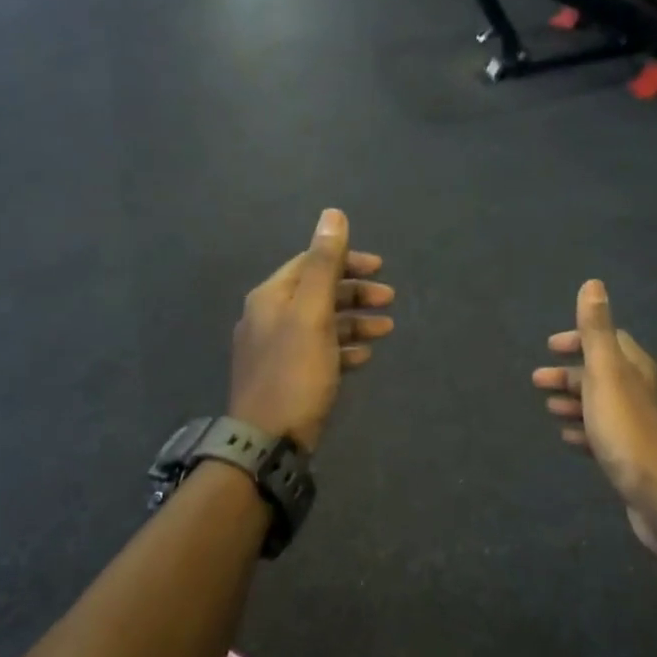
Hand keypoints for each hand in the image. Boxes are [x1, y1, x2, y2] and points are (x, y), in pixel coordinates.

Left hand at [230, 210, 393, 451]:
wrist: (267, 441)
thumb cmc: (294, 372)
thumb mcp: (312, 313)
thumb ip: (323, 264)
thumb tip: (332, 214)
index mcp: (271, 297)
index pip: (310, 264)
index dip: (346, 261)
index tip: (380, 268)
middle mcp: (268, 318)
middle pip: (317, 293)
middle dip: (354, 292)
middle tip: (389, 299)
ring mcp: (276, 350)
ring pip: (321, 324)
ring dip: (354, 321)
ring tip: (386, 328)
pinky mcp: (287, 378)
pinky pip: (319, 353)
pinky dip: (343, 348)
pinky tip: (364, 357)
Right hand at [533, 281, 656, 556]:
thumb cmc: (627, 428)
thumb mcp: (606, 373)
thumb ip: (596, 331)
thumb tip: (593, 284)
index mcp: (637, 369)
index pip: (609, 341)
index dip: (579, 340)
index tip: (550, 348)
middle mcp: (643, 393)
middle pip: (602, 374)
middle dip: (569, 374)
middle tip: (537, 382)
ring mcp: (640, 426)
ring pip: (602, 405)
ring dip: (574, 402)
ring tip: (548, 409)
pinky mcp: (634, 457)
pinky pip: (604, 434)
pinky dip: (584, 430)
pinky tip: (569, 438)